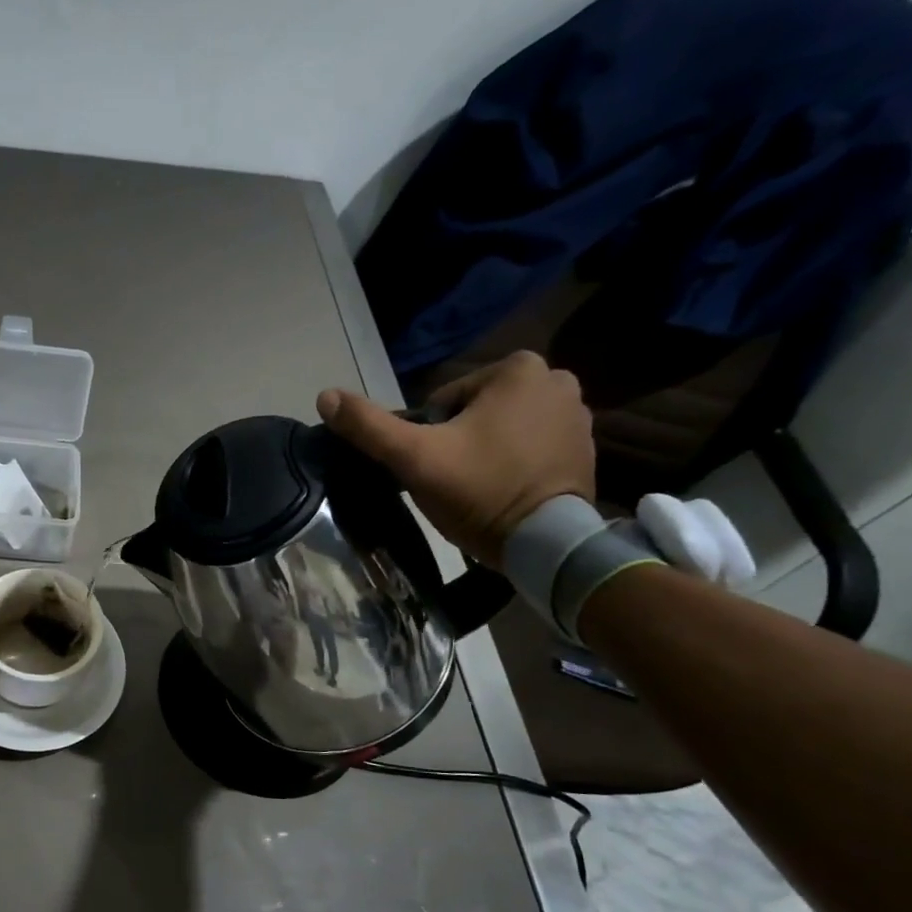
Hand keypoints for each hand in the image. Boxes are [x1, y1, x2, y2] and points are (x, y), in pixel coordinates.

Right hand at [317, 351, 594, 566]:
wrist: (544, 542)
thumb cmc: (478, 490)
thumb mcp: (414, 458)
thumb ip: (369, 426)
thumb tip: (324, 396)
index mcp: (517, 368)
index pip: (444, 401)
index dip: (428, 437)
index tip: (436, 466)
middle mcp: (556, 379)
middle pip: (475, 413)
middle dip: (460, 442)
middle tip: (455, 480)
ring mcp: (578, 414)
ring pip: (503, 429)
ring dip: (487, 452)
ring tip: (480, 489)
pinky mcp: (587, 447)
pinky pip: (533, 447)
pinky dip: (515, 464)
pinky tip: (505, 492)